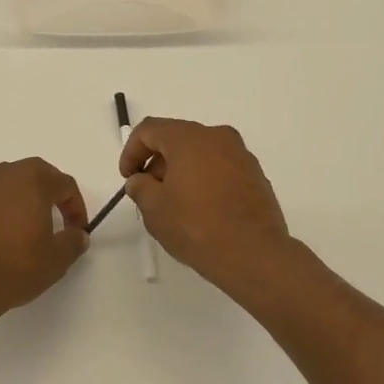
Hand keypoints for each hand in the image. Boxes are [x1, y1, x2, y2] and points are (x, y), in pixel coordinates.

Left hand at [0, 159, 88, 333]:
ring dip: (24, 201)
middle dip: (50, 195)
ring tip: (28, 229)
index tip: (77, 231)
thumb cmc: (15, 265)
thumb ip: (73, 242)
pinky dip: (1, 212)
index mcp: (33, 179)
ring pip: (10, 186)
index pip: (64, 184)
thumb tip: (77, 235)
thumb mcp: (56, 259)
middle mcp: (5, 175)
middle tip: (57, 220)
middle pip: (36, 176)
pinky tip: (2, 239)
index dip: (76, 207)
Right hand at [119, 118, 309, 302]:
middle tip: (149, 192)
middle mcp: (217, 136)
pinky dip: (205, 178)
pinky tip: (202, 208)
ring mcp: (240, 154)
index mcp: (189, 138)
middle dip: (157, 162)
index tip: (128, 177)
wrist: (254, 254)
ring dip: (182, 170)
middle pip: (177, 138)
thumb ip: (140, 187)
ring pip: (201, 152)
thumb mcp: (154, 209)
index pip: (150, 130)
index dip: (132, 151)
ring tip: (175, 203)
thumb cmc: (197, 227)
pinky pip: (221, 166)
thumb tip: (140, 180)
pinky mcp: (255, 174)